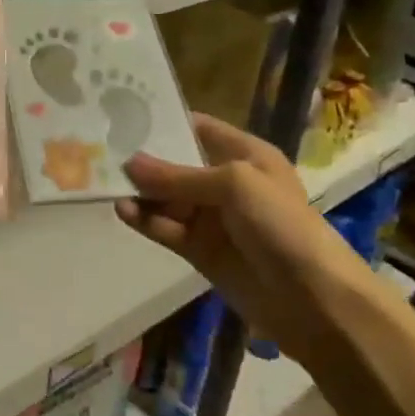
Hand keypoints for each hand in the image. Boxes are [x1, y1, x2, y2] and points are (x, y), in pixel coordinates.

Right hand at [117, 115, 362, 358]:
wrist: (315, 300)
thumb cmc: (281, 225)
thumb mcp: (233, 185)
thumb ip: (178, 175)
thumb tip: (129, 163)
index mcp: (245, 155)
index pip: (197, 128)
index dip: (164, 121)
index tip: (123, 114)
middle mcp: (226, 182)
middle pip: (176, 164)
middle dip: (143, 159)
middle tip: (100, 149)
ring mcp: (212, 218)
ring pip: (167, 198)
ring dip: (141, 192)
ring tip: (107, 183)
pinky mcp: (200, 251)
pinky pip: (166, 228)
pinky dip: (146, 220)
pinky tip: (123, 211)